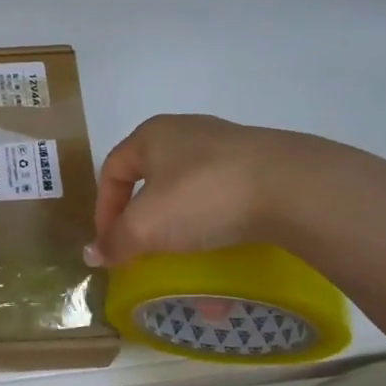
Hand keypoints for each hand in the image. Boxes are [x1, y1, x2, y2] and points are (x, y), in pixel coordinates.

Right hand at [86, 115, 332, 265]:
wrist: (294, 187)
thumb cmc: (202, 196)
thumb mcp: (146, 226)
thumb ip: (115, 241)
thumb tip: (91, 254)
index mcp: (152, 135)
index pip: (112, 170)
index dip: (103, 209)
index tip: (110, 244)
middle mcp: (187, 131)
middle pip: (151, 178)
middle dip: (143, 217)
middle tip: (142, 247)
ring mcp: (229, 146)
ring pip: (189, 189)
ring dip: (180, 223)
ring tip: (183, 250)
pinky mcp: (262, 164)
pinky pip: (224, 196)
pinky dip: (215, 222)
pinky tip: (222, 242)